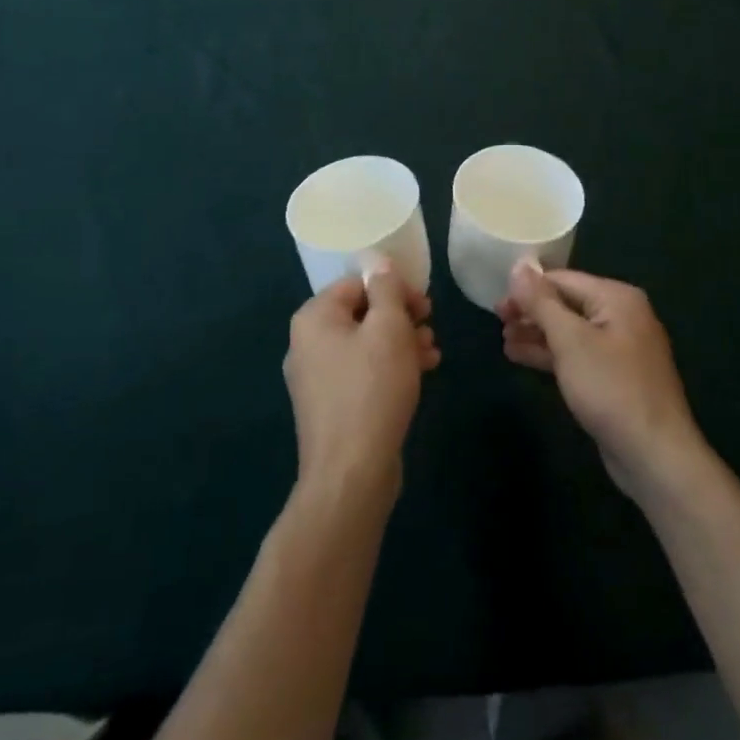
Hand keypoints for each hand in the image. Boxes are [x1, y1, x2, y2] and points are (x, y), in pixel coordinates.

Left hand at [284, 267, 438, 503]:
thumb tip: (380, 264)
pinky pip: (362, 372)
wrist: (351, 474)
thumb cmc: (371, 390)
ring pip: (365, 344)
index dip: (394, 288)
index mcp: (314, 318)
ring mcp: (316, 378)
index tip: (424, 306)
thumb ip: (387, 290)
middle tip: (430, 326)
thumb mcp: (389, 329)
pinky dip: (389, 368)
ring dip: (400, 343)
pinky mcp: (330, 406)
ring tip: (432, 354)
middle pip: (361, 313)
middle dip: (400, 317)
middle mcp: (307, 343)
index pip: (357, 283)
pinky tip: (421, 376)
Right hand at [499, 264, 708, 503]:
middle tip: (497, 321)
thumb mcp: (570, 340)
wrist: (654, 456)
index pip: (562, 280)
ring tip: (503, 340)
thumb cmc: (610, 388)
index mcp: (617, 298)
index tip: (496, 304)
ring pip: (569, 331)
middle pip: (566, 303)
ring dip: (536, 334)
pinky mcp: (614, 377)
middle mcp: (621, 316)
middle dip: (531, 312)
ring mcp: (619, 348)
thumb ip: (541, 302)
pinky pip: (576, 355)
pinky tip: (521, 357)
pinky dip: (550, 354)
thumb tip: (518, 267)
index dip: (527, 289)